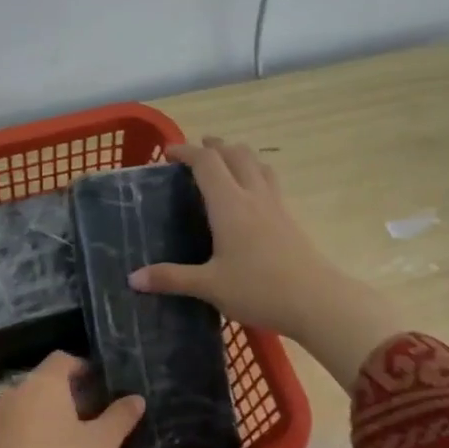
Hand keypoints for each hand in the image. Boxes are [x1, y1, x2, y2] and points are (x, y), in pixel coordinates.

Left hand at [0, 352, 144, 447]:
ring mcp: (2, 416)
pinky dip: (41, 426)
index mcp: (43, 382)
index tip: (106, 386)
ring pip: (35, 401)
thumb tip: (136, 398)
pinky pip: (24, 420)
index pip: (64, 359)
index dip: (86, 367)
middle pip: (48, 379)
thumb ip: (119, 417)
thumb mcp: (101, 444)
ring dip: (57, 410)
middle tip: (100, 410)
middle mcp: (18, 391)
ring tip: (83, 432)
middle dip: (73, 390)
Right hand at [128, 138, 403, 390]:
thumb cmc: (258, 289)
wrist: (316, 301)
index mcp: (230, 205)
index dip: (186, 152)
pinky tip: (251, 195)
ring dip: (238, 155)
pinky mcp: (290, 219)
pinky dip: (255, 174)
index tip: (168, 153)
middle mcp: (253, 196)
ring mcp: (276, 205)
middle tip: (197, 150)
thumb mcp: (208, 286)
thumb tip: (133, 279)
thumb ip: (171, 279)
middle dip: (214, 147)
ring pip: (258, 164)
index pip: (206, 163)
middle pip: (236, 154)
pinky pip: (270, 182)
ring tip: (225, 162)